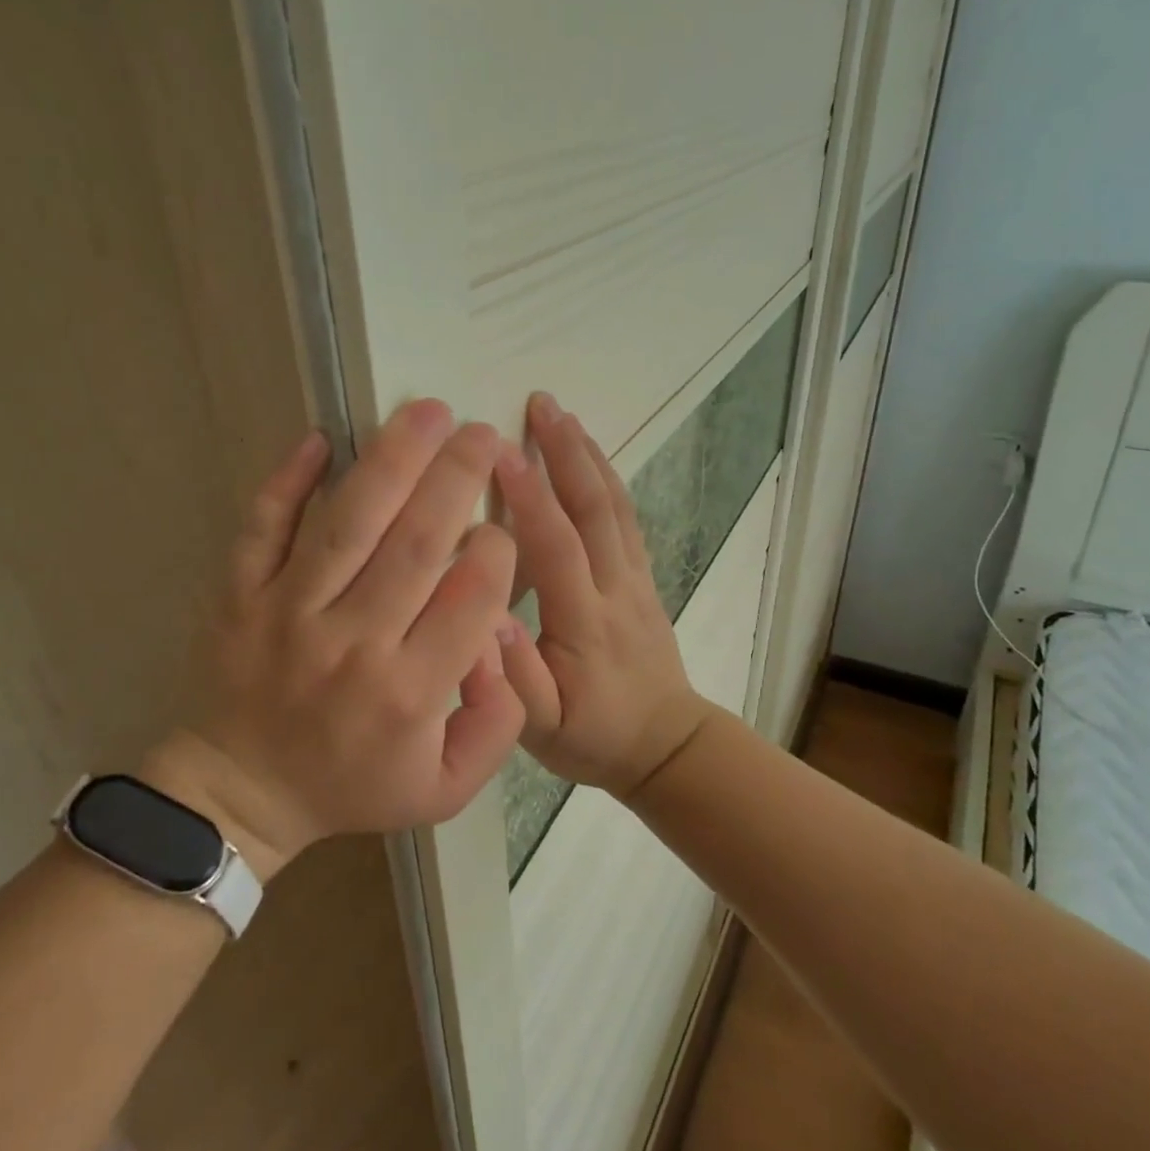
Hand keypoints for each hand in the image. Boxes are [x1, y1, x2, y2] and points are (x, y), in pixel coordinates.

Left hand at [146, 400, 525, 879]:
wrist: (241, 794)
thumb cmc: (351, 786)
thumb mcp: (446, 788)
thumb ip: (497, 723)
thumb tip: (501, 638)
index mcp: (411, 692)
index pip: (472, 597)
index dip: (498, 550)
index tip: (501, 528)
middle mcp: (354, 642)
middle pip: (418, 543)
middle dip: (459, 479)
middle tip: (482, 433)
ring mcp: (289, 612)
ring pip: (349, 522)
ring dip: (393, 460)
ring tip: (427, 411)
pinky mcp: (239, 595)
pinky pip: (263, 527)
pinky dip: (288, 480)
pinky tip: (320, 437)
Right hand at [494, 393, 710, 799]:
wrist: (665, 745)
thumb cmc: (593, 736)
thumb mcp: (540, 728)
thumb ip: (514, 678)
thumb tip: (484, 618)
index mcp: (584, 622)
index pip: (556, 546)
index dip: (529, 496)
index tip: (498, 450)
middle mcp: (615, 589)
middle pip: (594, 509)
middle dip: (565, 453)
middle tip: (540, 404)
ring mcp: (636, 580)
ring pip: (614, 507)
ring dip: (589, 456)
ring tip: (563, 415)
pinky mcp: (644, 579)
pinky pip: (627, 520)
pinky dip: (609, 480)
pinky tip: (592, 457)